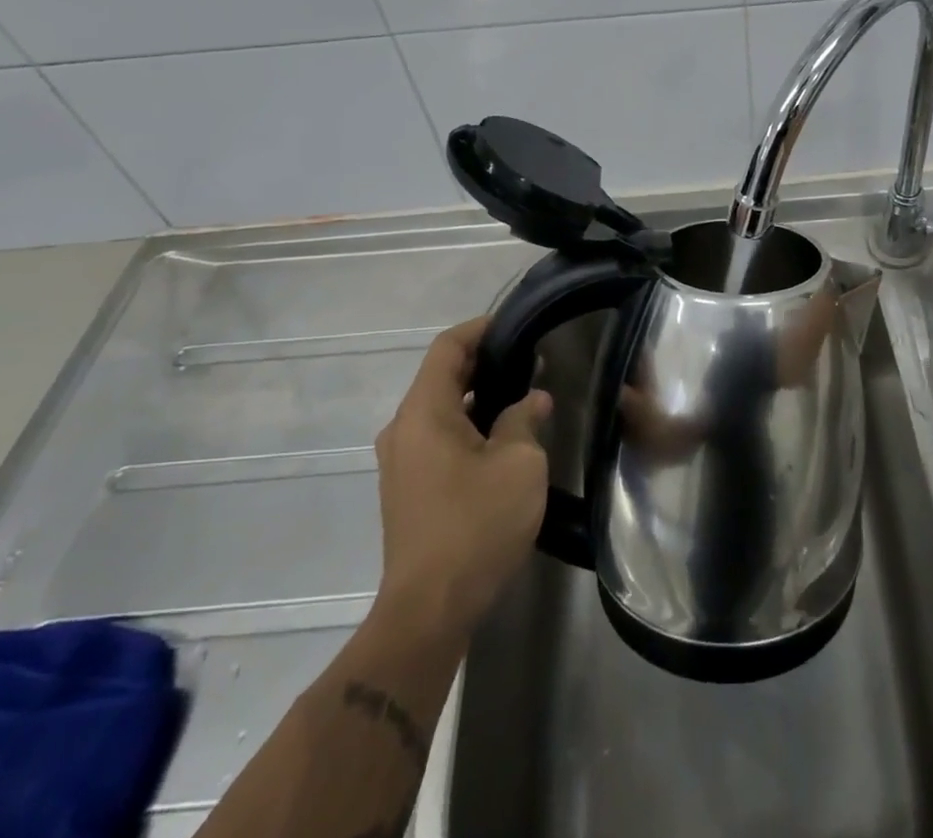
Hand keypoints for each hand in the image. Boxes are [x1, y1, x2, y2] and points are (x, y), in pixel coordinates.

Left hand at [367, 317, 550, 644]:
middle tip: (529, 359)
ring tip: (522, 394)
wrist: (430, 609)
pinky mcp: (407, 489)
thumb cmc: (476, 524)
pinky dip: (467, 424)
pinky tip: (501, 436)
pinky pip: (437, 437)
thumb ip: (523, 420)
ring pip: (439, 409)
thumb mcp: (518, 464)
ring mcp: (401, 462)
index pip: (447, 347)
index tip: (516, 324)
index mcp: (423, 413)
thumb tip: (532, 400)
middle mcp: (403, 429)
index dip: (481, 329)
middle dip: (484, 362)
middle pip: (441, 376)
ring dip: (477, 396)